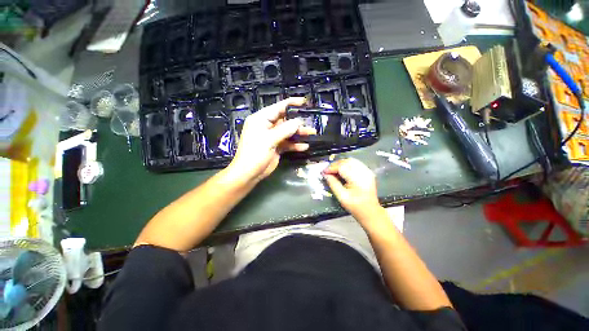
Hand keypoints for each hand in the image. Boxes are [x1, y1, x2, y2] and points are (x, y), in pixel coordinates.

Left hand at [228, 97, 315, 182]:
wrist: (249, 173)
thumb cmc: (255, 153)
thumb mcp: (269, 140)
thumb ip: (284, 130)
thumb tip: (298, 122)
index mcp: (261, 119)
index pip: (278, 108)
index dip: (291, 104)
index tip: (304, 102)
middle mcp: (267, 126)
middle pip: (285, 121)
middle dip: (298, 122)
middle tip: (310, 122)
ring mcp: (272, 137)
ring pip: (288, 132)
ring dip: (299, 133)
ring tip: (312, 133)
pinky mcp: (276, 147)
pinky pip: (288, 143)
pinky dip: (295, 145)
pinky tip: (304, 146)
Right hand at [323, 158, 382, 221]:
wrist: (370, 211)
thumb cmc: (355, 206)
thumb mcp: (341, 196)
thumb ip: (333, 184)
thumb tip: (325, 175)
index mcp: (358, 179)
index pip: (342, 167)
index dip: (331, 168)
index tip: (324, 172)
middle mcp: (364, 172)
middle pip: (347, 161)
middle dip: (335, 165)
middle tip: (327, 171)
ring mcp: (367, 171)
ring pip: (351, 160)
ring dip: (340, 164)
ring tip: (333, 170)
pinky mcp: (367, 172)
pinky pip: (355, 163)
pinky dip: (347, 164)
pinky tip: (342, 170)